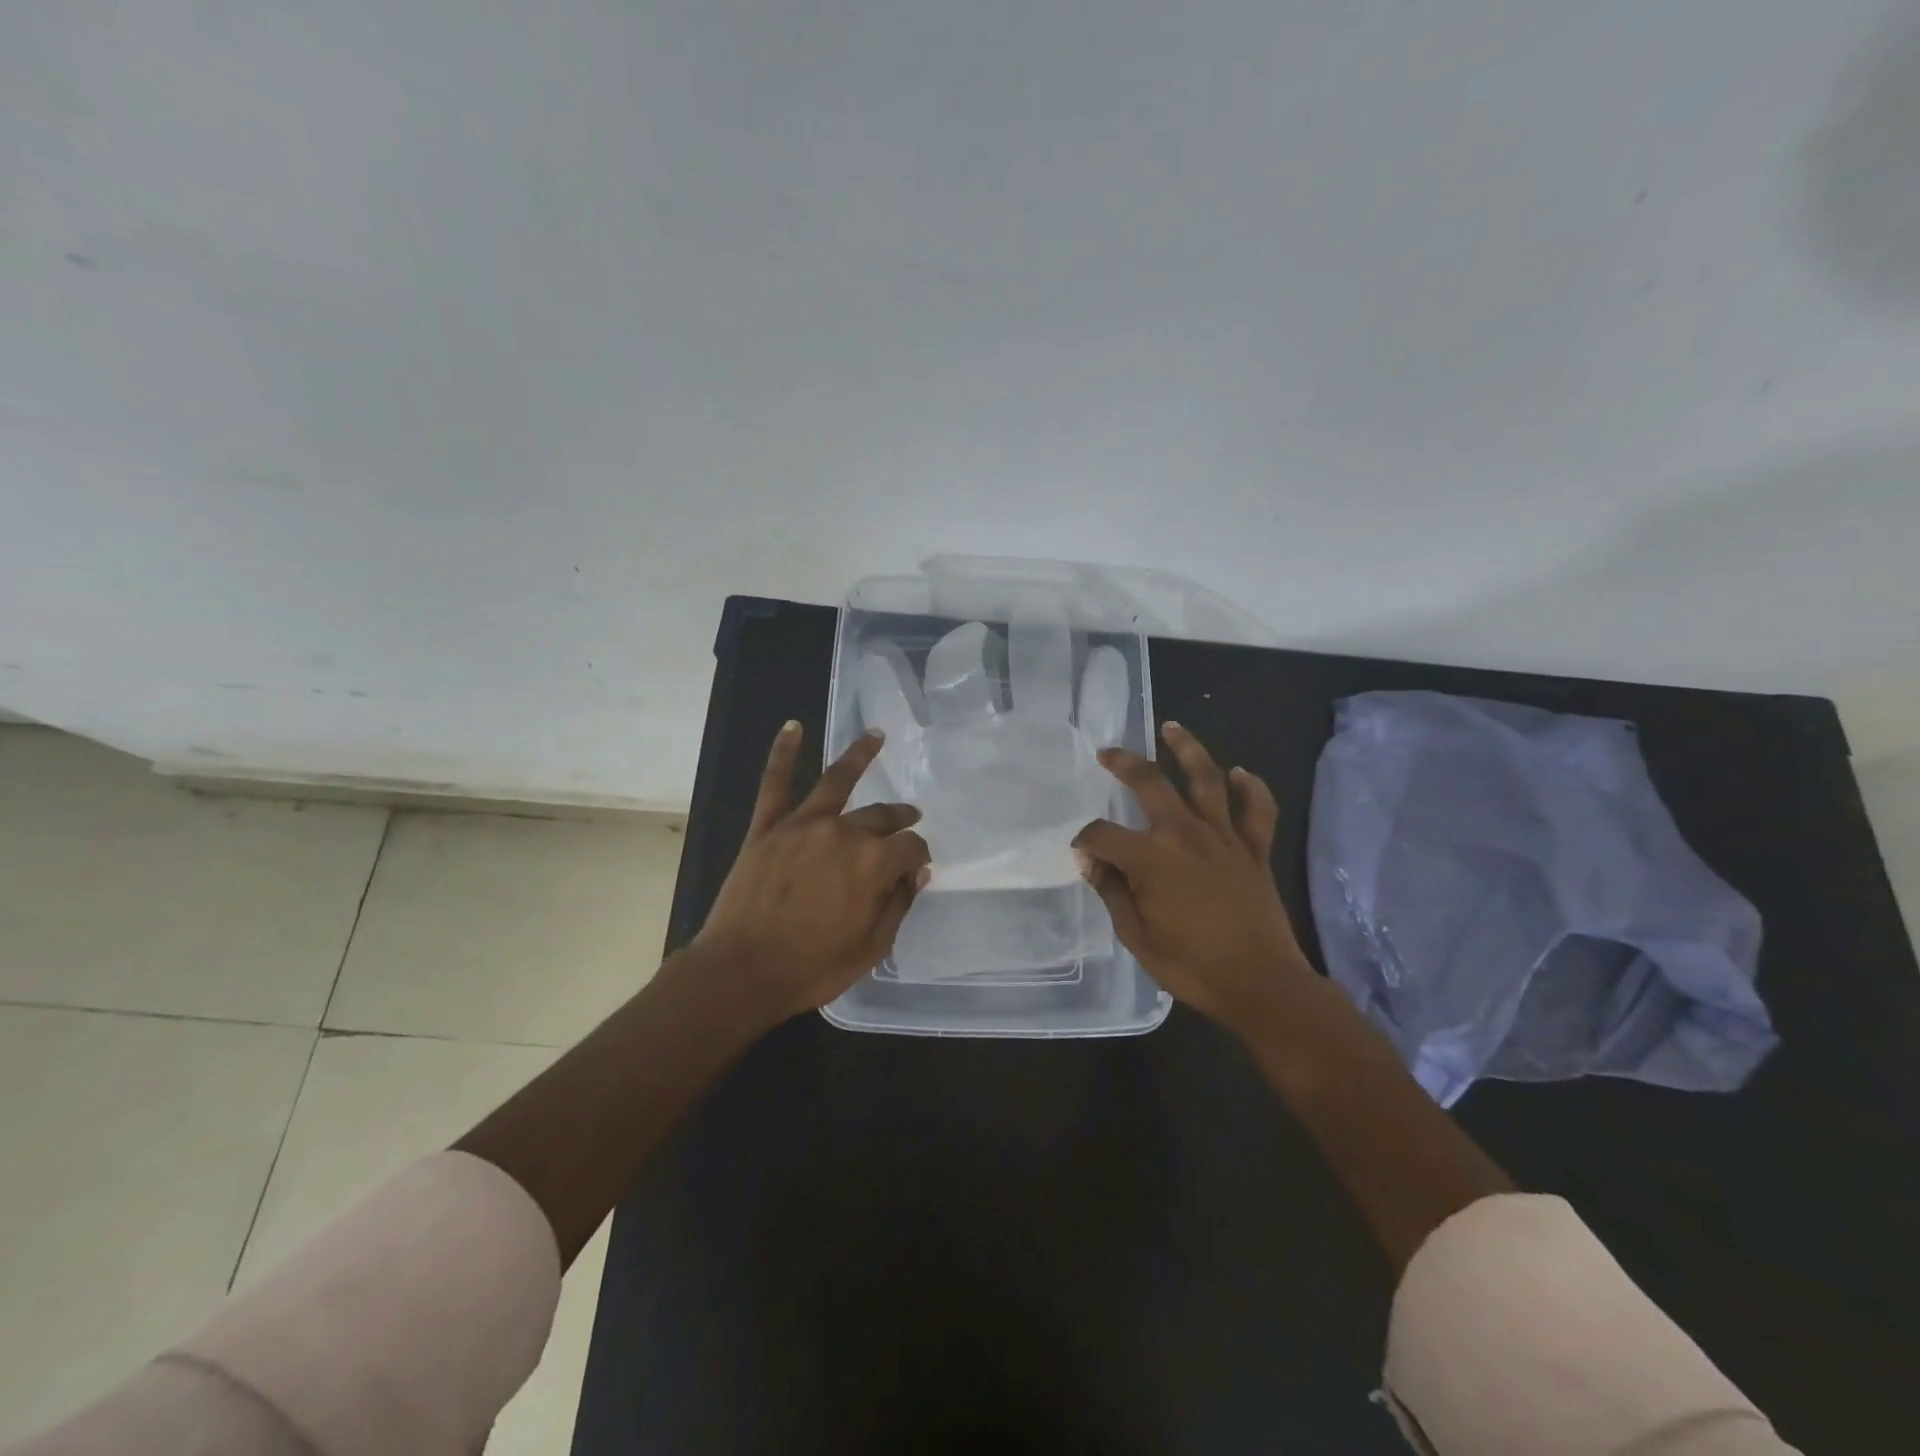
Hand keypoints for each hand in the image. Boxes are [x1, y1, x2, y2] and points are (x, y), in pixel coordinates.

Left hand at [692, 721, 930, 1023]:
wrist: (740, 972)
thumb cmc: (811, 967)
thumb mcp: (871, 947)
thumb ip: (898, 904)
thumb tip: (917, 871)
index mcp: (873, 863)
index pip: (911, 847)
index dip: (918, 855)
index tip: (916, 867)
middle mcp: (843, 832)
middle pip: (881, 816)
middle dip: (900, 817)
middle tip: (909, 818)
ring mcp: (802, 825)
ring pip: (837, 780)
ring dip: (860, 755)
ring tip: (876, 736)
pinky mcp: (767, 827)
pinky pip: (775, 783)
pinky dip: (783, 753)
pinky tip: (792, 726)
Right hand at [1073, 722, 1318, 1033]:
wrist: (1262, 985)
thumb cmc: (1193, 966)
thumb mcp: (1137, 936)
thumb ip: (1112, 892)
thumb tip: (1090, 861)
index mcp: (1150, 858)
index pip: (1103, 835)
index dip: (1085, 842)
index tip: (1082, 856)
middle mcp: (1185, 834)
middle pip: (1150, 783)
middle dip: (1124, 763)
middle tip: (1107, 753)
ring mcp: (1224, 837)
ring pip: (1206, 779)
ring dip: (1188, 749)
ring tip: (1172, 728)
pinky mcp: (1255, 849)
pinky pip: (1257, 810)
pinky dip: (1250, 788)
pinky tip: (1240, 773)